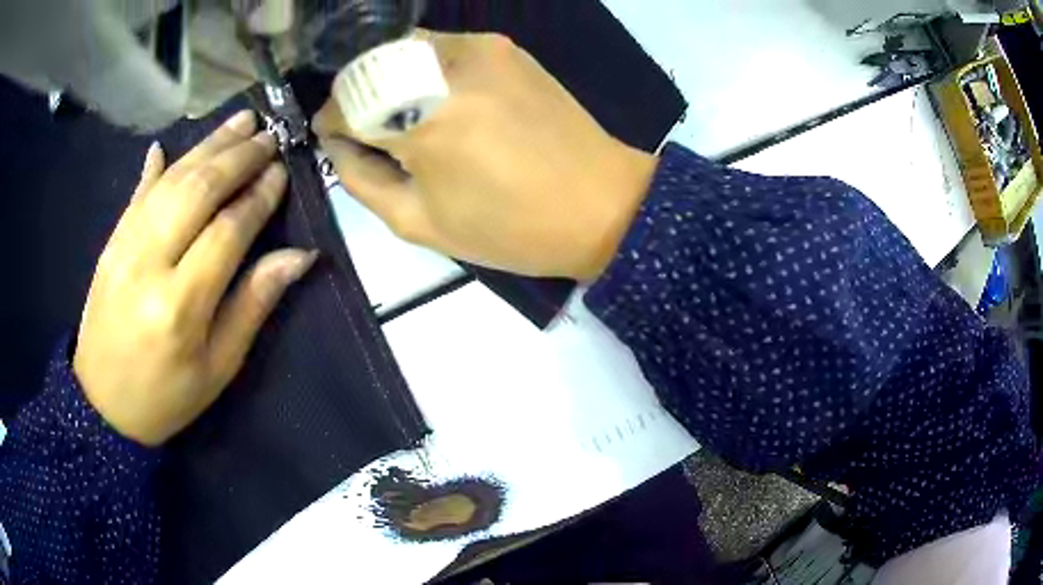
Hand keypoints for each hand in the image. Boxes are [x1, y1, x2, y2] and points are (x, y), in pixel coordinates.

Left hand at [74, 111, 316, 445]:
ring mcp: (124, 248)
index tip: (282, 172)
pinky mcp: (110, 244)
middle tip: (269, 135)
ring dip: (207, 146)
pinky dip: (156, 167)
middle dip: (238, 157)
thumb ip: (253, 305)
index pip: (228, 231)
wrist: (103, 407)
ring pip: (170, 181)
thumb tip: (298, 257)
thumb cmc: (167, 397)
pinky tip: (169, 146)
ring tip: (240, 122)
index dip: (259, 197)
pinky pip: (136, 194)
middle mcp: (149, 264)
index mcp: (180, 306)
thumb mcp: (219, 367)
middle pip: (198, 191)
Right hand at [313, 32, 656, 280]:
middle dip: (355, 96)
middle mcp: (446, 70)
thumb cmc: (511, 229)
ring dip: (388, 78)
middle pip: (368, 66)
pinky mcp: (503, 45)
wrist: (601, 204)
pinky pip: (440, 46)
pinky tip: (441, 99)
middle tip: (367, 129)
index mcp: (423, 124)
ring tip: (404, 115)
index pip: (344, 104)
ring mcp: (479, 48)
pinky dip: (423, 68)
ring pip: (402, 49)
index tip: (335, 138)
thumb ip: (362, 179)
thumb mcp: (421, 223)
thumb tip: (337, 144)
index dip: (330, 121)